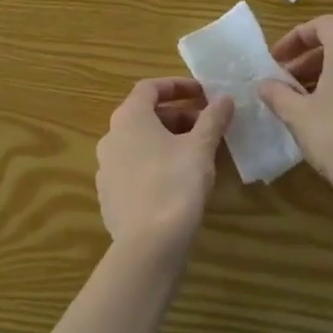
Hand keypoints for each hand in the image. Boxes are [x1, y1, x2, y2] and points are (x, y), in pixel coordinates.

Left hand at [96, 79, 233, 255]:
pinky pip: (135, 170)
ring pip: (140, 144)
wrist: (148, 246)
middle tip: (207, 126)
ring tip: (198, 154)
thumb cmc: (175, 184)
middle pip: (145, 116)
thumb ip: (213, 119)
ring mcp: (106, 169)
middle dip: (178, 117)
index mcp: (129, 118)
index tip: (203, 93)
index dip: (177, 86)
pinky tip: (178, 182)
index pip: (149, 87)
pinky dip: (156, 165)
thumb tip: (225, 98)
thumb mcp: (201, 148)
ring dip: (168, 141)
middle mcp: (111, 137)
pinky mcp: (110, 197)